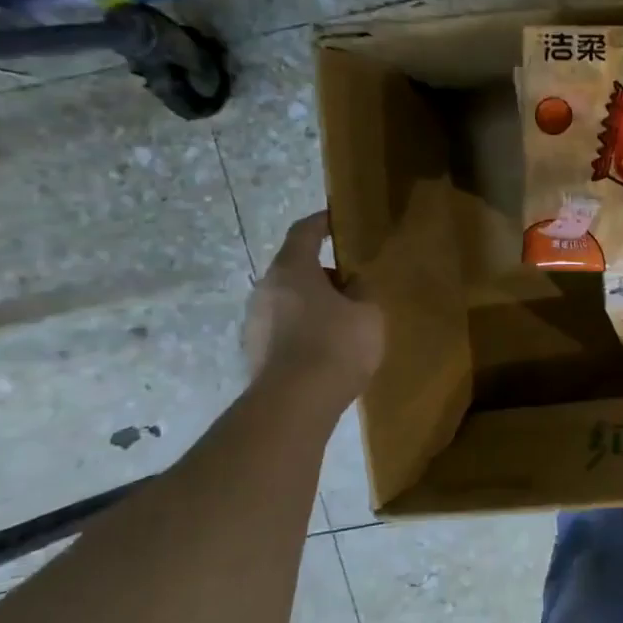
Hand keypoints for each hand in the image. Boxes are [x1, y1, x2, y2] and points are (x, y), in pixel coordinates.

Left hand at [243, 212, 384, 390]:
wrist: (294, 404)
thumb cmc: (336, 344)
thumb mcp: (368, 312)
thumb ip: (362, 291)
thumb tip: (353, 283)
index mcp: (292, 269)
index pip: (304, 232)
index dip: (321, 222)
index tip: (336, 219)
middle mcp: (266, 289)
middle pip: (295, 268)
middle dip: (322, 272)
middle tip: (352, 282)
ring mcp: (255, 322)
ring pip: (288, 300)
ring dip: (313, 303)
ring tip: (343, 320)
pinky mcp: (255, 352)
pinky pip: (283, 328)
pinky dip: (303, 328)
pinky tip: (326, 347)